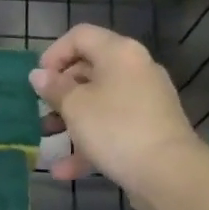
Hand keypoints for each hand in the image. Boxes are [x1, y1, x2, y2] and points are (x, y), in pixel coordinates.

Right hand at [30, 24, 205, 207]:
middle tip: (40, 110)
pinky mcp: (150, 129)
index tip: (38, 79)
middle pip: (89, 70)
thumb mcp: (75, 106)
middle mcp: (136, 69)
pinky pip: (113, 127)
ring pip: (100, 102)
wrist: (170, 173)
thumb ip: (54, 88)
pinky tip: (64, 170)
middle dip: (60, 92)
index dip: (54, 53)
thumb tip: (39, 75)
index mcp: (119, 53)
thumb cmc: (115, 128)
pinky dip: (90, 143)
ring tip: (47, 138)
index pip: (80, 36)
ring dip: (70, 120)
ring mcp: (146, 101)